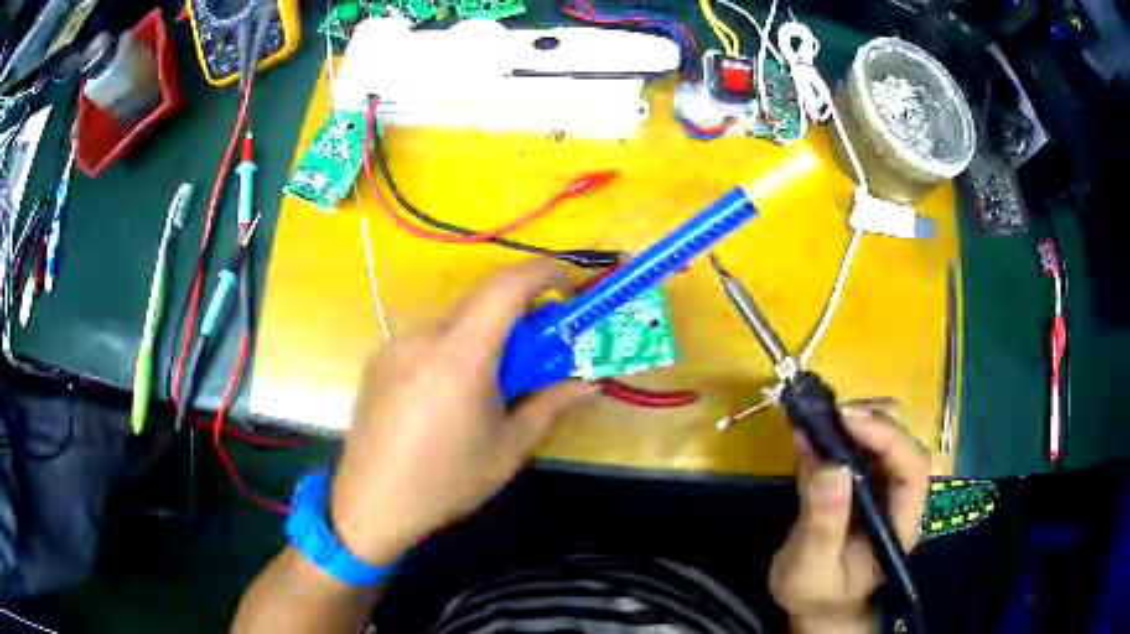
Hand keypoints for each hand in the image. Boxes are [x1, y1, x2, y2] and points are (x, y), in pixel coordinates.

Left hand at [330, 262, 596, 564]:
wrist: (371, 504)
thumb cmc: (446, 481)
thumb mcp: (508, 449)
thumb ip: (551, 406)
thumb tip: (590, 383)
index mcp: (460, 355)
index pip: (506, 286)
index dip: (543, 273)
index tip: (569, 287)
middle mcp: (423, 337)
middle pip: (481, 302)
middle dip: (519, 312)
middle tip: (539, 349)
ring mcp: (395, 345)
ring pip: (453, 322)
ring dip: (484, 335)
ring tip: (493, 381)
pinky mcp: (379, 360)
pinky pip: (426, 339)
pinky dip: (453, 348)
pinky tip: (450, 393)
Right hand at [769, 399, 930, 632]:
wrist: (817, 602)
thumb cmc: (817, 593)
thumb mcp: (810, 569)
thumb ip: (823, 525)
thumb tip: (830, 465)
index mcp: (901, 521)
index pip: (912, 467)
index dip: (888, 437)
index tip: (847, 420)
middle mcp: (900, 494)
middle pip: (905, 439)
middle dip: (872, 419)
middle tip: (830, 418)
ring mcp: (883, 483)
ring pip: (887, 431)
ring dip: (856, 418)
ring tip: (818, 424)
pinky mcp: (862, 478)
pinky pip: (859, 441)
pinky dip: (838, 428)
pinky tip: (811, 432)